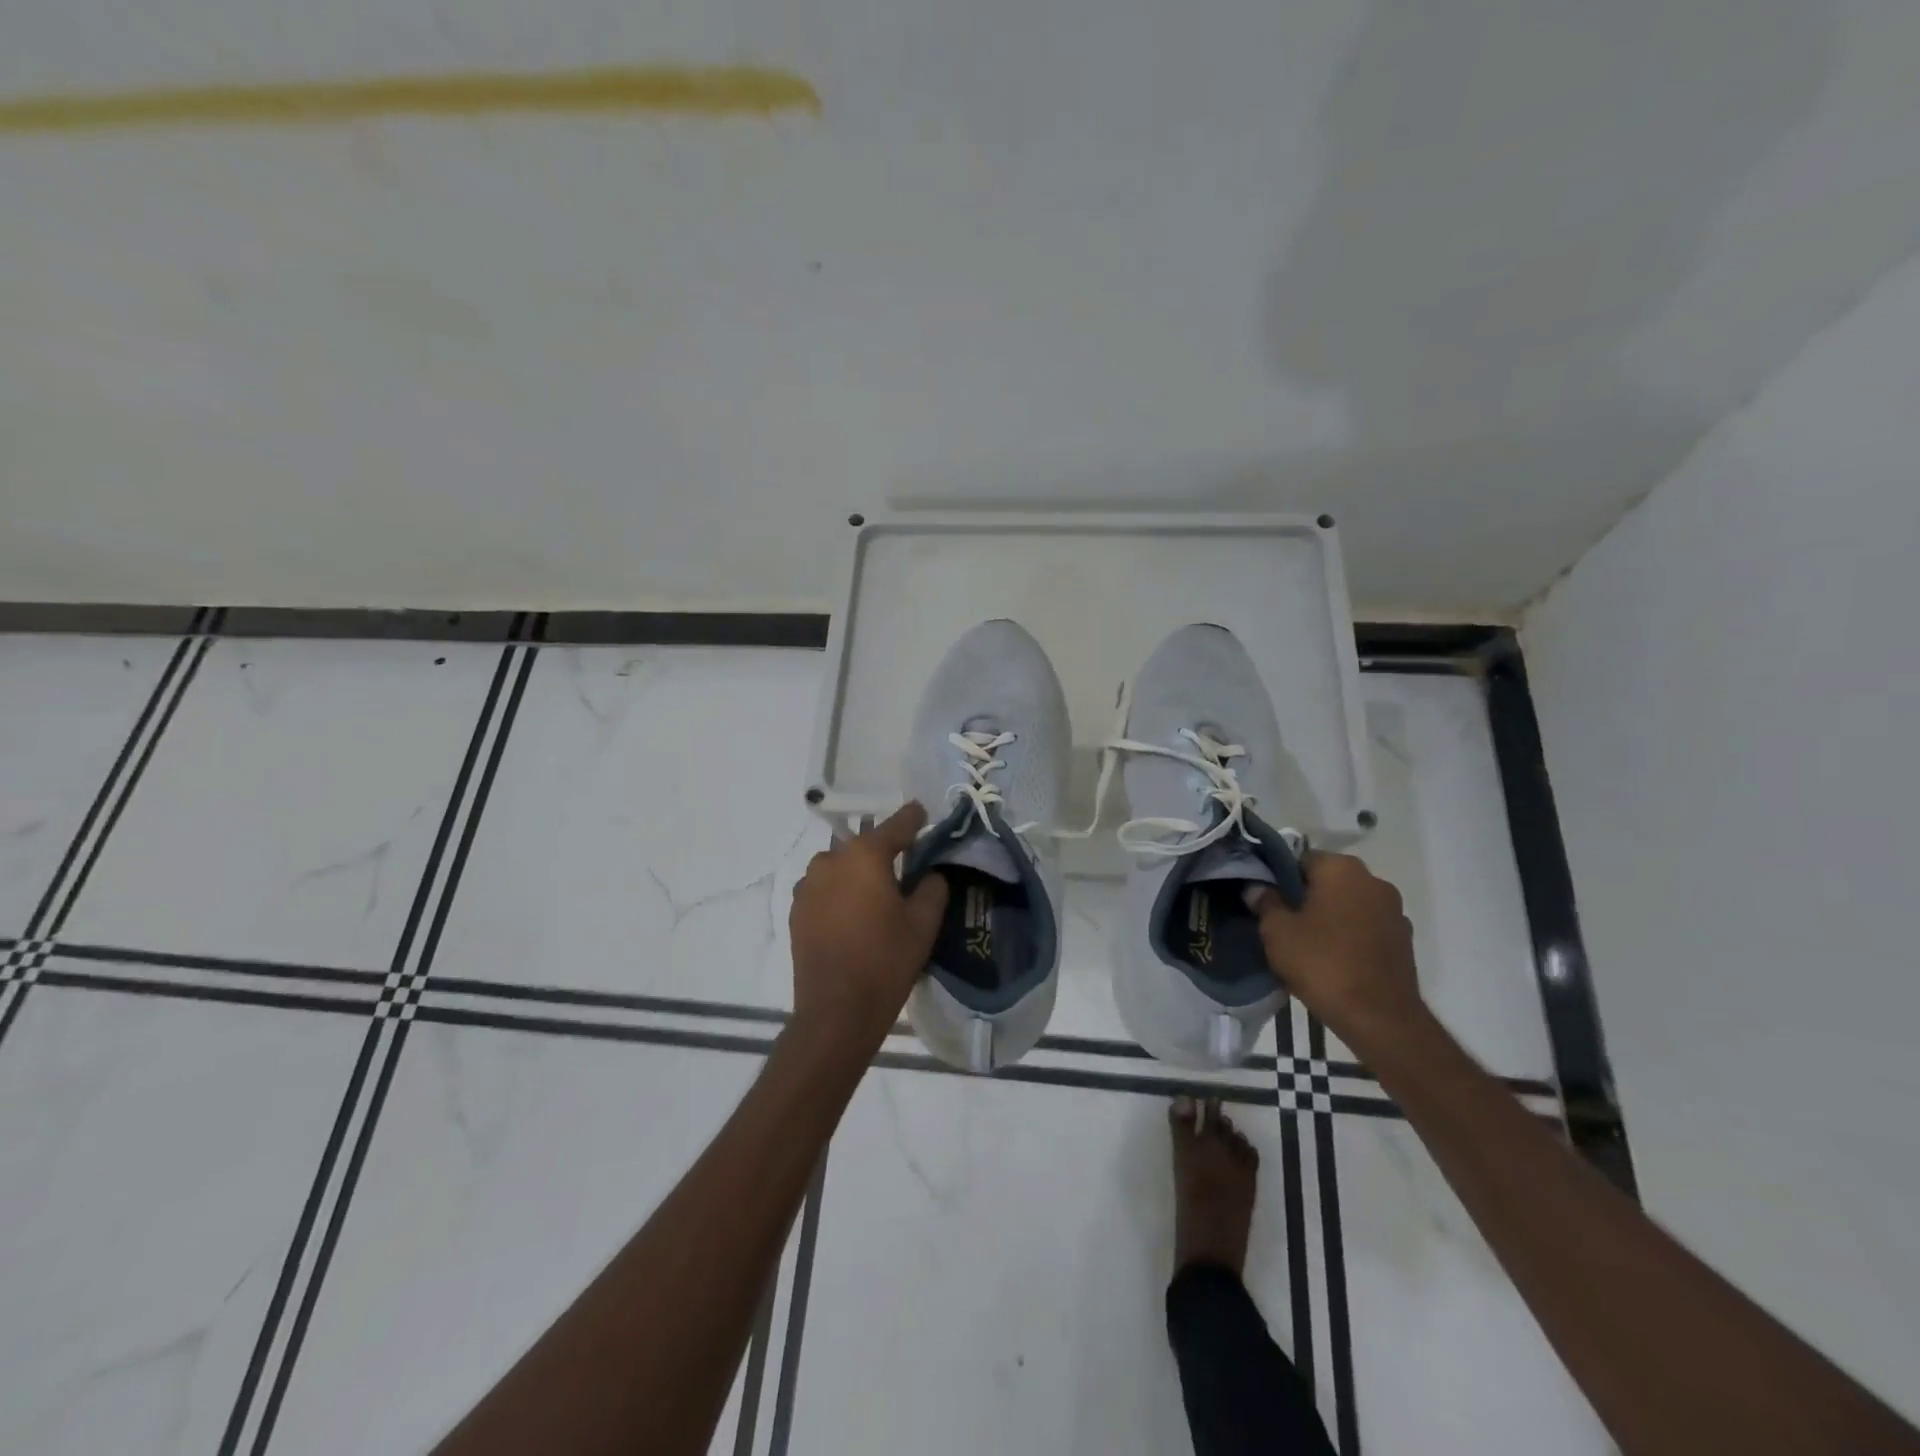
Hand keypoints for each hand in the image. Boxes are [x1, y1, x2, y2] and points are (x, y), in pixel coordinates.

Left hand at [788, 802, 948, 1053]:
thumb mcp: (924, 923)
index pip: (896, 825)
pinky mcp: (796, 909)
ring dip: (858, 873)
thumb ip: (933, 887)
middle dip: (884, 852)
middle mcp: (831, 859)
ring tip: (876, 897)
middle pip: (864, 846)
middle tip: (904, 870)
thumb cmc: (886, 961)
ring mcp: (808, 885)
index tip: (923, 812)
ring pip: (841, 867)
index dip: (913, 818)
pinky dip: (840, 893)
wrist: (836, 1011)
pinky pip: (824, 889)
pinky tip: (853, 916)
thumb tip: (930, 873)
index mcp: (865, 855)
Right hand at [1250, 851, 1423, 1045]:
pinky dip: (1350, 935)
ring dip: (1330, 916)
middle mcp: (1373, 881)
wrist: (1380, 1019)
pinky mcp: (1404, 940)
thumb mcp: (1277, 931)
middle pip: (1327, 880)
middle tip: (1282, 922)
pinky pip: (1366, 927)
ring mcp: (1394, 911)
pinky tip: (1333, 959)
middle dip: (1305, 896)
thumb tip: (1256, 887)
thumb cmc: (1322, 963)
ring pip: (1349, 904)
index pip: (1300, 859)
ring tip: (1307, 944)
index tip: (1265, 900)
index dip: (1278, 877)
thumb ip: (1265, 902)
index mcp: (1342, 869)